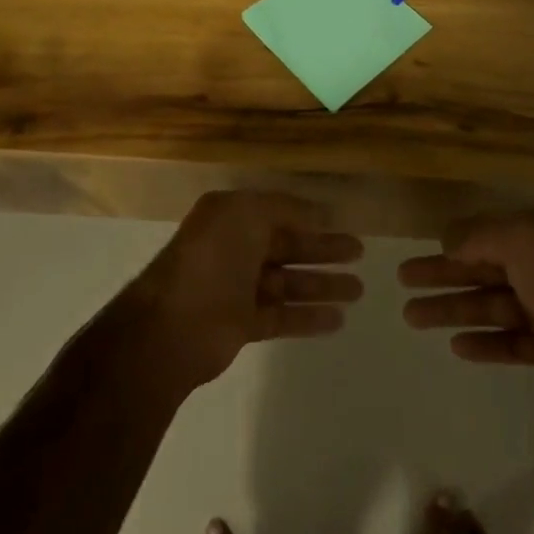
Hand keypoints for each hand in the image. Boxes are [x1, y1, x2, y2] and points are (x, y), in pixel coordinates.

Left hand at [128, 191, 363, 390]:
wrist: (173, 325)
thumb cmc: (212, 258)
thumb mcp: (247, 214)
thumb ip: (286, 209)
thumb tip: (320, 213)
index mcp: (231, 217)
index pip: (278, 213)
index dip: (310, 217)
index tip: (343, 221)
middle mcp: (235, 248)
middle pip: (287, 246)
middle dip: (323, 249)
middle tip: (360, 253)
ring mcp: (237, 288)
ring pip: (288, 282)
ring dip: (322, 285)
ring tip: (359, 290)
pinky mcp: (242, 324)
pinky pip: (282, 315)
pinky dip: (309, 316)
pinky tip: (338, 319)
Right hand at [399, 205, 533, 418]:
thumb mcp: (522, 240)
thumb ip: (480, 236)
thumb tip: (449, 240)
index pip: (488, 233)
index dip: (453, 242)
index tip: (422, 249)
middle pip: (482, 268)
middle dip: (442, 274)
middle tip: (403, 280)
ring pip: (489, 305)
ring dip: (452, 309)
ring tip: (412, 317)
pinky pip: (509, 342)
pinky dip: (484, 342)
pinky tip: (456, 346)